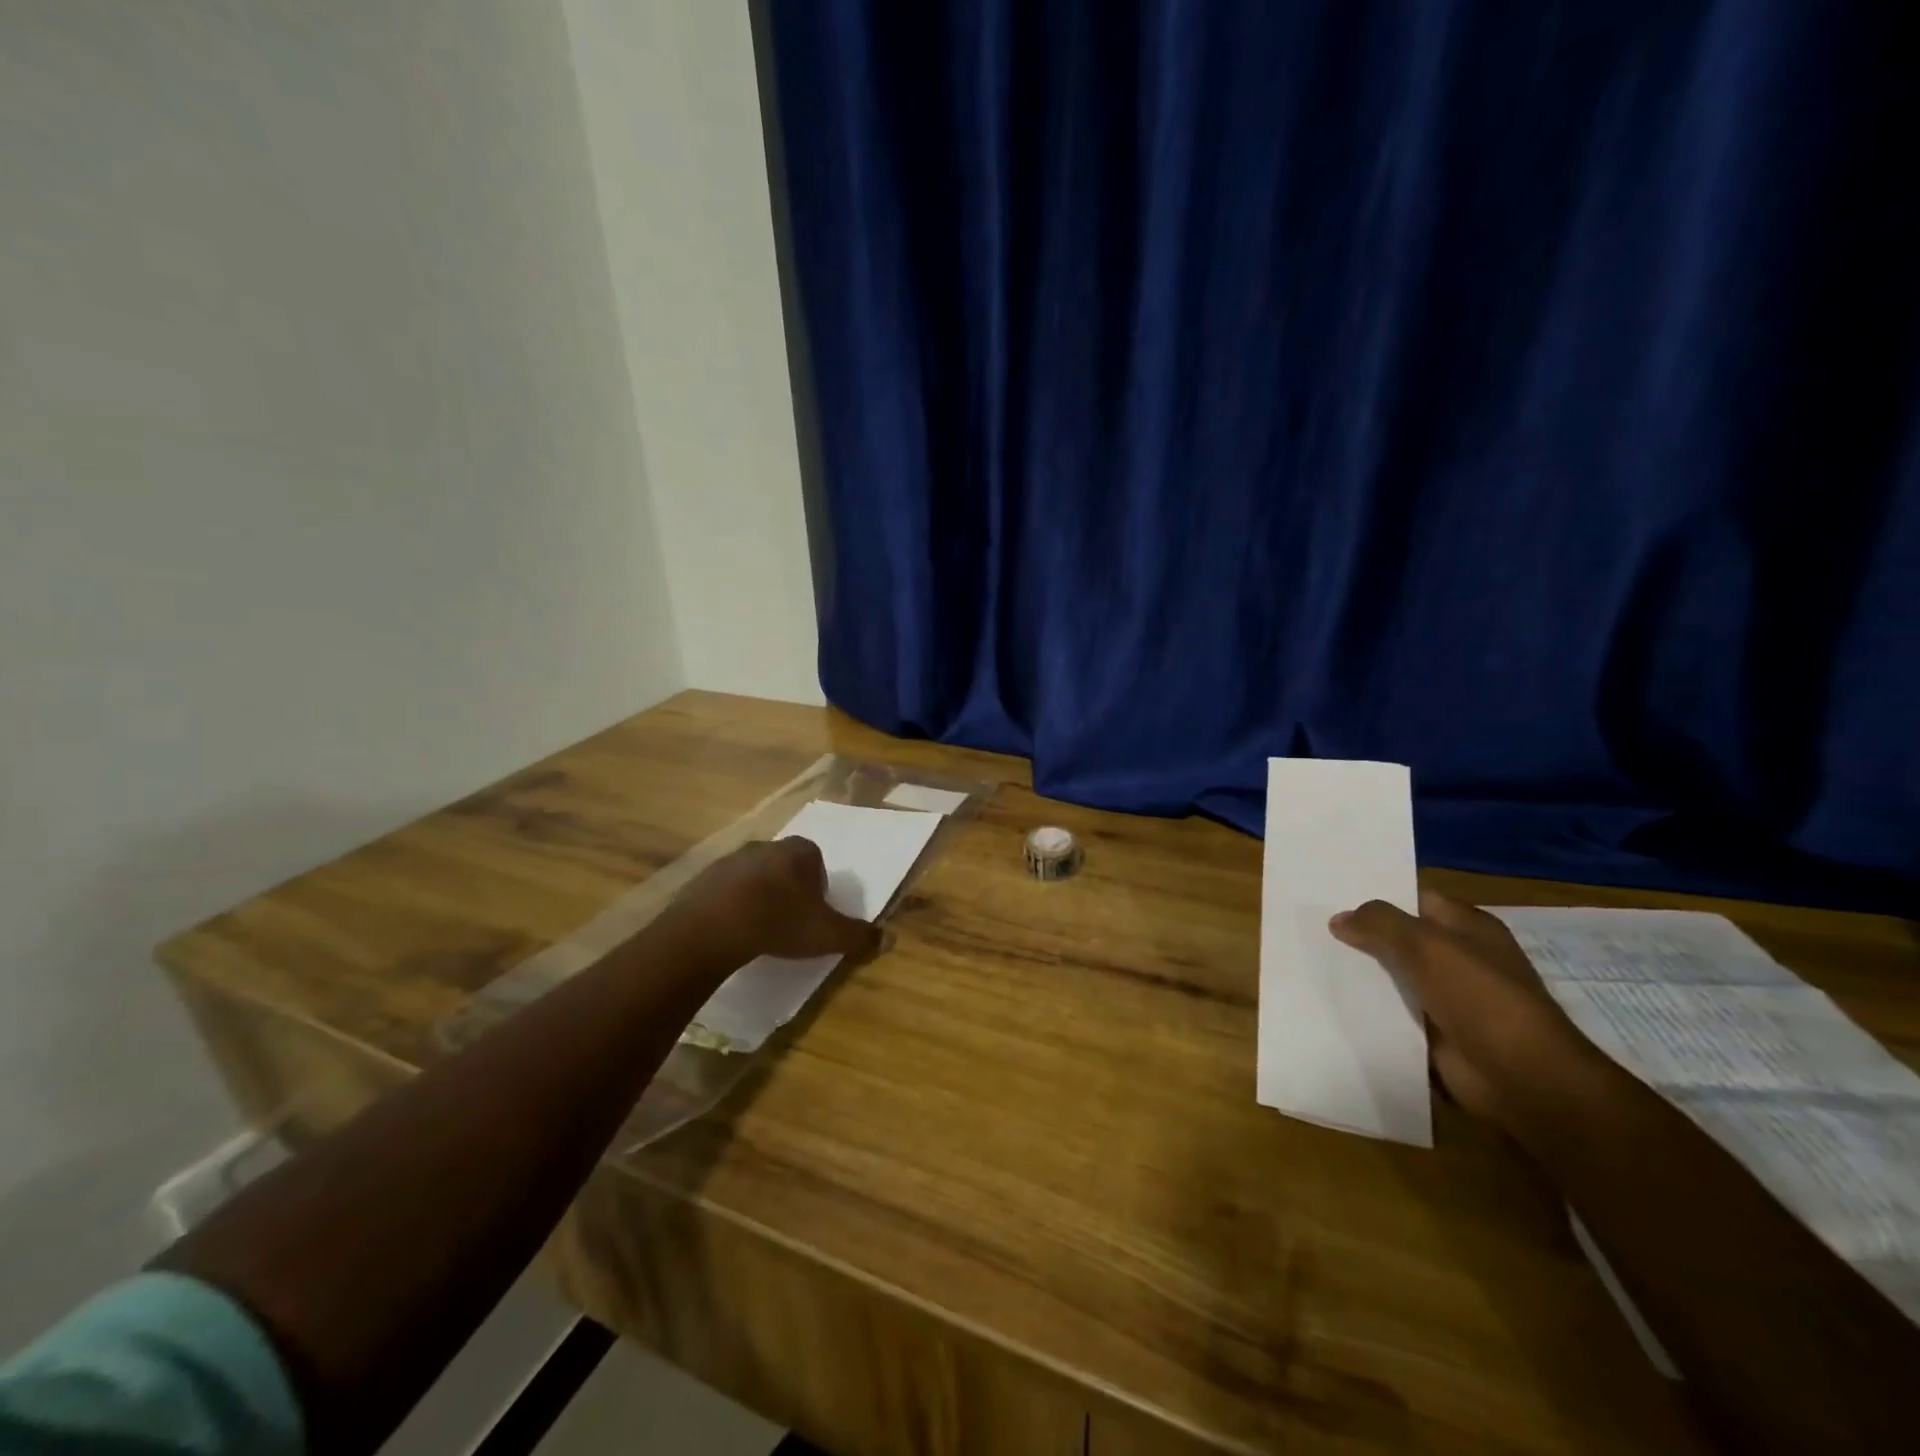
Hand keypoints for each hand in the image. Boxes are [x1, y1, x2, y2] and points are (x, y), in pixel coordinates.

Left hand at [674, 837, 880, 965]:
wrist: (713, 927)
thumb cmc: (779, 922)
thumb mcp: (827, 935)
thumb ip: (859, 936)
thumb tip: (890, 939)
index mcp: (800, 851)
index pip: (816, 862)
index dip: (818, 888)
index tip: (813, 915)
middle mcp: (767, 845)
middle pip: (785, 866)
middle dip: (789, 890)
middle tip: (788, 923)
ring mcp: (732, 858)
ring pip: (755, 876)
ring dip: (759, 896)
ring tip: (759, 929)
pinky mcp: (704, 876)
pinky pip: (726, 889)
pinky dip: (732, 904)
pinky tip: (732, 929)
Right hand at [1329, 889, 1605, 1129]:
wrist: (1521, 1078)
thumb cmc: (1481, 998)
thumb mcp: (1427, 946)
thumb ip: (1380, 924)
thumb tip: (1338, 919)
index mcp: (1467, 928)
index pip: (1414, 899)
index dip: (1376, 895)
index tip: (1330, 895)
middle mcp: (1458, 958)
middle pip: (1399, 938)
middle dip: (1361, 935)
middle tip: (1311, 927)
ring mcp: (1447, 997)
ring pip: (1392, 976)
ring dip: (1360, 974)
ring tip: (1311, 960)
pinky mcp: (1434, 1032)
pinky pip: (1392, 1012)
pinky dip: (1368, 1009)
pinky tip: (1330, 1000)